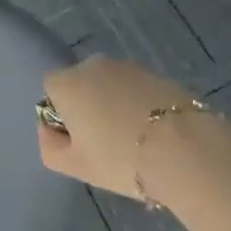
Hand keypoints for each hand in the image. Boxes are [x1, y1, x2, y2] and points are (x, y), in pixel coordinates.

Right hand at [37, 55, 196, 199]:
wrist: (181, 147)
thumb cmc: (119, 158)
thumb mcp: (74, 166)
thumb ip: (49, 146)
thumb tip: (49, 128)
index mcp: (69, 82)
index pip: (51, 88)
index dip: (60, 114)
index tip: (77, 140)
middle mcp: (93, 64)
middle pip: (81, 84)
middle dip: (87, 108)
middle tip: (104, 144)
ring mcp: (126, 65)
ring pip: (109, 86)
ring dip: (112, 105)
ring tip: (132, 141)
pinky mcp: (153, 72)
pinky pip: (133, 89)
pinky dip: (136, 105)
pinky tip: (151, 133)